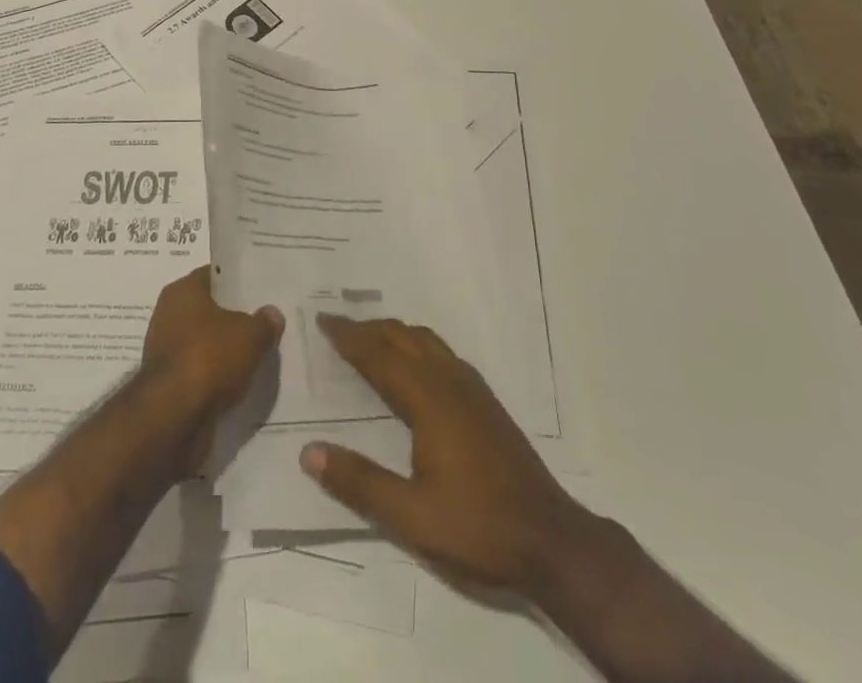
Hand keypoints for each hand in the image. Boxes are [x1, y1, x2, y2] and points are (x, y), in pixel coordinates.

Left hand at [139, 266, 282, 465]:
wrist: (173, 417)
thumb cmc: (209, 357)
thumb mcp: (250, 335)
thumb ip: (264, 322)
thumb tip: (272, 314)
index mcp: (183, 291)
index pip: (215, 276)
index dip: (238, 281)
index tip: (262, 288)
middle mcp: (169, 314)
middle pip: (210, 310)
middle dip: (235, 317)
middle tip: (266, 321)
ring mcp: (167, 350)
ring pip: (206, 342)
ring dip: (226, 350)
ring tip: (259, 353)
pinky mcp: (170, 384)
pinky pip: (201, 371)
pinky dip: (217, 376)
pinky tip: (242, 381)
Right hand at [300, 315, 592, 598]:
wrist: (553, 542)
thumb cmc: (478, 529)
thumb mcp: (411, 517)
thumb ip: (359, 483)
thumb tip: (309, 452)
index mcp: (428, 400)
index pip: (378, 355)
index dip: (348, 336)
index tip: (322, 319)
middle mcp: (449, 381)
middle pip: (402, 337)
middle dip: (367, 327)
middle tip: (337, 325)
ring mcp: (472, 388)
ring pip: (426, 340)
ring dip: (393, 332)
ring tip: (370, 338)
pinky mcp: (486, 401)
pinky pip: (442, 353)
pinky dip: (416, 344)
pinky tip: (415, 365)